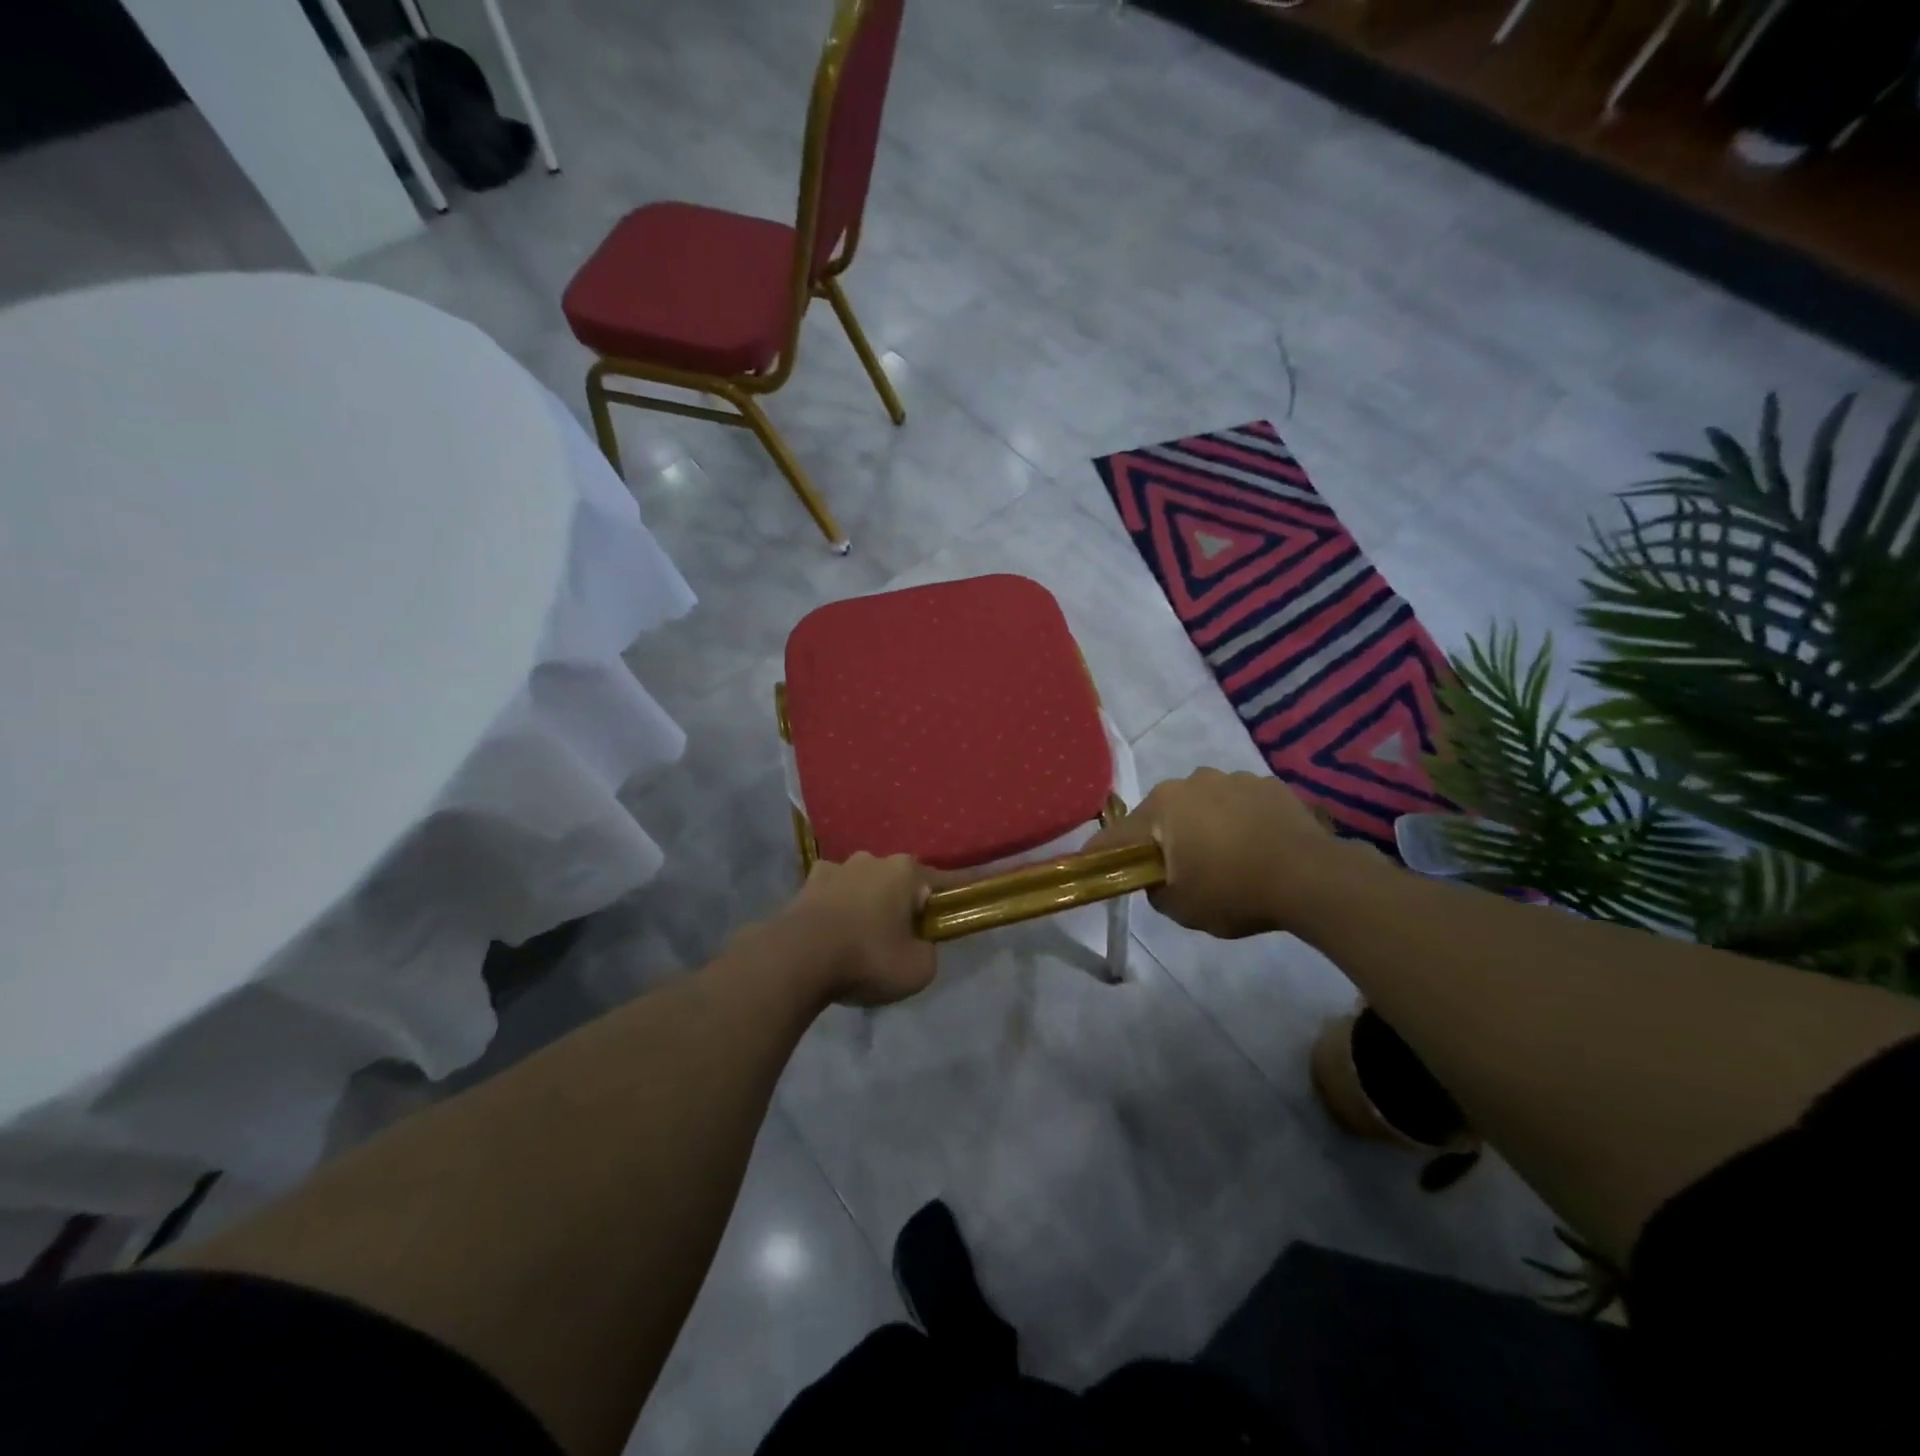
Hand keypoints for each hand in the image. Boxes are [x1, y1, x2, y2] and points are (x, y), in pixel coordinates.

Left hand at [776, 853, 936, 1006]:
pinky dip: (835, 908)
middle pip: (897, 883)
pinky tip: (832, 932)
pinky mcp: (806, 885)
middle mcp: (872, 860)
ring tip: (861, 937)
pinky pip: (831, 895)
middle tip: (900, 938)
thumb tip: (919, 945)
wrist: (798, 959)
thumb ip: (928, 952)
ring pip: (862, 885)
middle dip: (901, 904)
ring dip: (865, 903)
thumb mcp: (918, 970)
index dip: (948, 900)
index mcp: (905, 872)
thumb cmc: (867, 958)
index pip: (940, 883)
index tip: (951, 912)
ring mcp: (835, 868)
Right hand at [1087, 768, 1347, 938]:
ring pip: (1203, 804)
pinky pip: (1240, 803)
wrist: (1311, 878)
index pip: (1118, 834)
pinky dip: (1239, 821)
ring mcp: (1232, 778)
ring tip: (1226, 857)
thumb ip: (1155, 889)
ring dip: (1204, 825)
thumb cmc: (1234, 892)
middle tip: (1177, 869)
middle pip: (1163, 814)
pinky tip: (1257, 846)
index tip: (1090, 866)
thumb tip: (1158, 877)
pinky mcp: (1268, 784)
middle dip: (1164, 837)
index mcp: (1162, 806)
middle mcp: (1191, 782)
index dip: (1101, 853)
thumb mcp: (1181, 908)